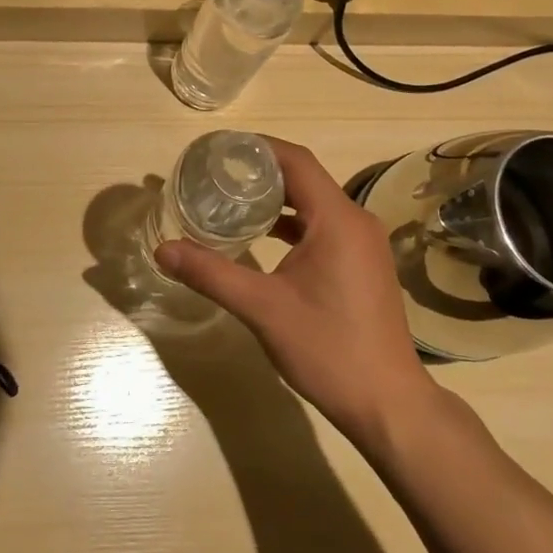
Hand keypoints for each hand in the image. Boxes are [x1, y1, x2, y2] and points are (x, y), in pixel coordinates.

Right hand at [155, 137, 440, 444]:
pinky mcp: (363, 262)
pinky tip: (264, 236)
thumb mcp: (263, 309)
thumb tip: (163, 250)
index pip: (296, 161)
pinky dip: (293, 221)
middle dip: (260, 171)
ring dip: (277, 197)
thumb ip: (212, 274)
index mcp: (337, 219)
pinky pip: (324, 225)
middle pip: (304, 177)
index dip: (257, 147)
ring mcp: (363, 242)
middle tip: (215, 173)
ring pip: (315, 202)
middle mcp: (355, 220)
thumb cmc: (328, 350)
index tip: (219, 149)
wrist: (389, 405)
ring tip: (232, 198)